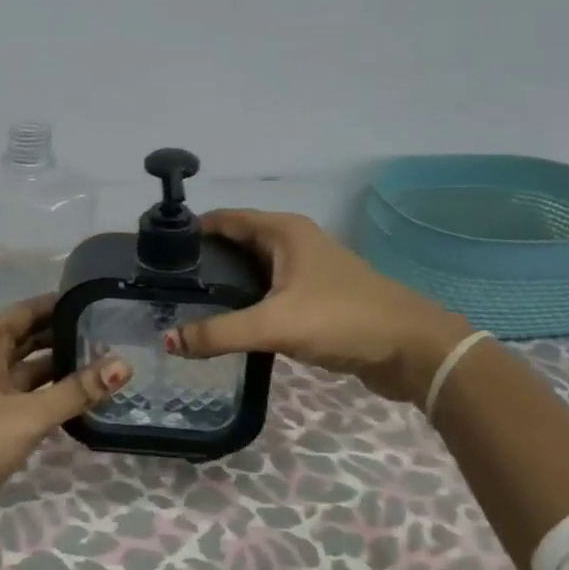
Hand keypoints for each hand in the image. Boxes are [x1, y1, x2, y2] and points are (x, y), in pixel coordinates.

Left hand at [0, 295, 127, 536]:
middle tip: (112, 333)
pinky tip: (78, 398)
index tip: (99, 300)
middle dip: (64, 335)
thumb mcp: (28, 414)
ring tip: (104, 363)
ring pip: (27, 368)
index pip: (28, 310)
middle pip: (28, 337)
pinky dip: (48, 393)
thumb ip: (76, 391)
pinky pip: (23, 394)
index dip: (60, 304)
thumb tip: (124, 365)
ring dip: (59, 366)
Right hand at [166, 209, 470, 405]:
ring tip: (185, 305)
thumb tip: (168, 341)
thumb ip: (219, 333)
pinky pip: (267, 292)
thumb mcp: (275, 324)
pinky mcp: (314, 297)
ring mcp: (306, 270)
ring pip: (252, 270)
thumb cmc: (343, 319)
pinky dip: (245, 302)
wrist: (414, 350)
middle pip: (235, 243)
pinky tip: (225, 323)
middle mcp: (293, 242)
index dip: (189, 231)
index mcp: (283, 231)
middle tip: (164, 285)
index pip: (223, 219)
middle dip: (202, 260)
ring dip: (223, 284)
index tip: (154, 252)